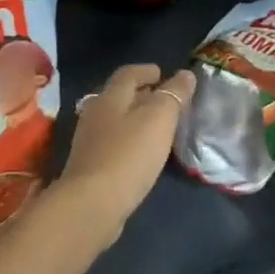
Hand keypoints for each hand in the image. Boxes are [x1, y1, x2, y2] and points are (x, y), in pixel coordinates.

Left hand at [56, 63, 196, 240]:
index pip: (128, 73)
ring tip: (157, 126)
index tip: (163, 73)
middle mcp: (95, 112)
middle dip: (141, 93)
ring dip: (135, 117)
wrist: (93, 202)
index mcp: (110, 96)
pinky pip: (113, 141)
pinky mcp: (90, 164)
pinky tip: (141, 152)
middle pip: (119, 95)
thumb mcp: (159, 119)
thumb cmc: (129, 154)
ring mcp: (89, 139)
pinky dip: (129, 139)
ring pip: (115, 119)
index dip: (146, 70)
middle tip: (165, 99)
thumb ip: (173, 95)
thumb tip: (185, 74)